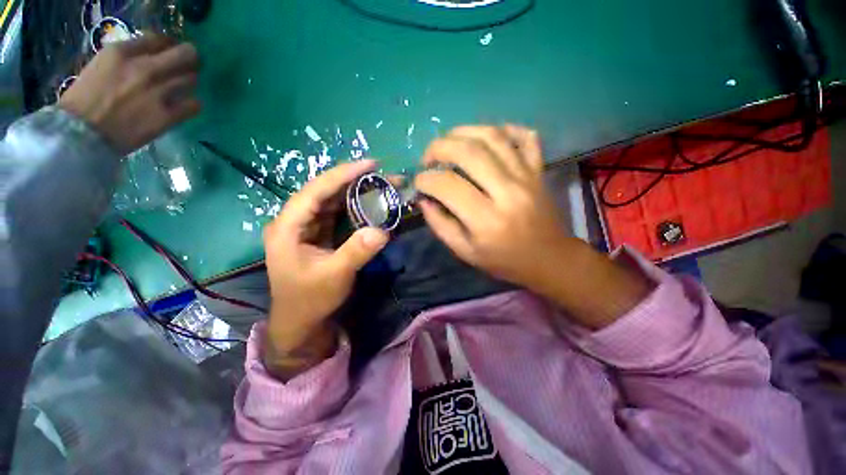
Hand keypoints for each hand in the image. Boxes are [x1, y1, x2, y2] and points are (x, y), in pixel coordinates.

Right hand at [59, 35, 200, 154]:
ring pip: (192, 80)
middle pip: (186, 55)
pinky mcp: (167, 116)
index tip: (171, 52)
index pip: (160, 40)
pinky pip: (194, 105)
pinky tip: (184, 106)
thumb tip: (151, 56)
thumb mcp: (101, 65)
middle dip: (191, 58)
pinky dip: (192, 104)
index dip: (171, 45)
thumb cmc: (84, 100)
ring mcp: (158, 92)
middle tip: (189, 65)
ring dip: (189, 82)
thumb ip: (127, 57)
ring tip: (182, 87)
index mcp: (122, 52)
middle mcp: (144, 68)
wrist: (81, 134)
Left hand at [262, 160, 388, 377]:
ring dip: (354, 191)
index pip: (315, 191)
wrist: (301, 321)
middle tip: (381, 173)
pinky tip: (368, 201)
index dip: (342, 175)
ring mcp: (306, 227)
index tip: (370, 164)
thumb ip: (356, 252)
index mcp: (288, 227)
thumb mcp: (334, 276)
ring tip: (379, 183)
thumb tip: (382, 231)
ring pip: (331, 200)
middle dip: (352, 180)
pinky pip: (336, 213)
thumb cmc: (310, 299)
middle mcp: (294, 221)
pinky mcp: (317, 233)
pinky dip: (353, 206)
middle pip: (324, 191)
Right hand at [415, 125, 567, 288]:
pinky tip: (486, 137)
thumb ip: (440, 225)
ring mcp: (527, 176)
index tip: (419, 182)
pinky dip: (504, 129)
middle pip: (469, 152)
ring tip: (448, 142)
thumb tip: (424, 199)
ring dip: (463, 132)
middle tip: (428, 158)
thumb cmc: (503, 260)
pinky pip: (525, 136)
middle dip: (439, 147)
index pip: (448, 185)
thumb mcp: (464, 251)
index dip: (426, 180)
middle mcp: (508, 192)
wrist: (548, 258)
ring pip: (493, 136)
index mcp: (486, 220)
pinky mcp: (538, 169)